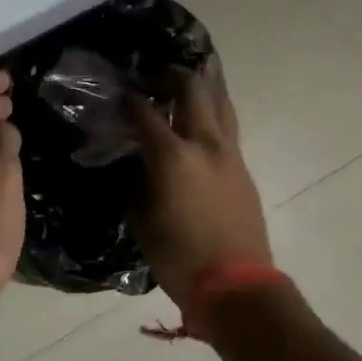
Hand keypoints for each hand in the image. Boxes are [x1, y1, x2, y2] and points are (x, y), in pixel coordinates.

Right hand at [126, 59, 270, 308]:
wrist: (236, 285)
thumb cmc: (179, 257)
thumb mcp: (142, 218)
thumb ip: (137, 180)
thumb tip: (136, 160)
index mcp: (173, 156)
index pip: (145, 112)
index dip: (128, 100)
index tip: (118, 95)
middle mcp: (205, 143)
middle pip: (192, 88)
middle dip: (171, 75)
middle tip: (153, 78)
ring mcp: (229, 153)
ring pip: (220, 100)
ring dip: (201, 85)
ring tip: (183, 84)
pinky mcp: (243, 167)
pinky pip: (227, 125)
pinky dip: (213, 111)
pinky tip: (199, 118)